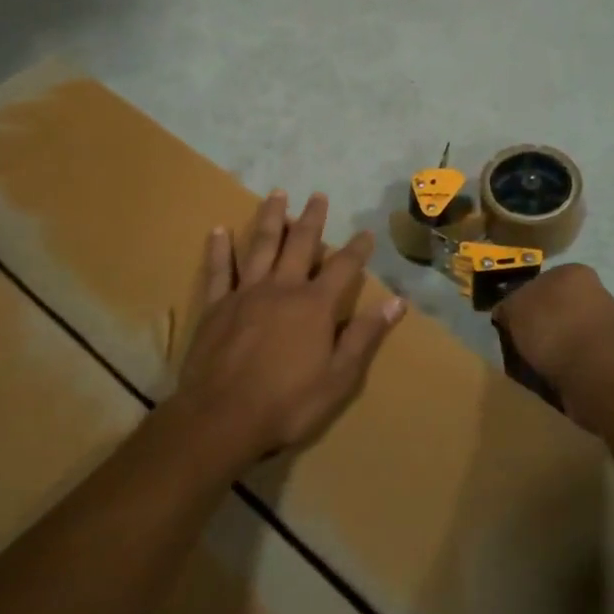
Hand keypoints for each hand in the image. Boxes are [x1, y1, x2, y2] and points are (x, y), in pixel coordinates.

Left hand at [172, 190, 405, 469]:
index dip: (357, 248)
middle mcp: (282, 288)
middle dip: (312, 219)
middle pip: (300, 244)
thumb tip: (397, 302)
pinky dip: (219, 249)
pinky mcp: (216, 307)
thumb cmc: (287, 403)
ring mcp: (246, 293)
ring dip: (271, 219)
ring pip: (261, 246)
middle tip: (318, 195)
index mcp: (314, 305)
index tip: (366, 232)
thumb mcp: (339, 377)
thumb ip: (365, 336)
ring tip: (277, 194)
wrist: (221, 419)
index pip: (343, 267)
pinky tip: (218, 229)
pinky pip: (219, 270)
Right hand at [491, 264, 613, 431]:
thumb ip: (508, 304)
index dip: (523, 303)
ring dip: (558, 341)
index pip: (540, 281)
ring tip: (540, 362)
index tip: (513, 322)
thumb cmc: (552, 330)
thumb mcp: (514, 310)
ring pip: (571, 327)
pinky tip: (558, 371)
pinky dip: (570, 358)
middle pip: (558, 304)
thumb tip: (507, 311)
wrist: (593, 373)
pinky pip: (582, 350)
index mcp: (575, 271)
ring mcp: (609, 319)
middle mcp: (597, 289)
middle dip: (543, 321)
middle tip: (524, 342)